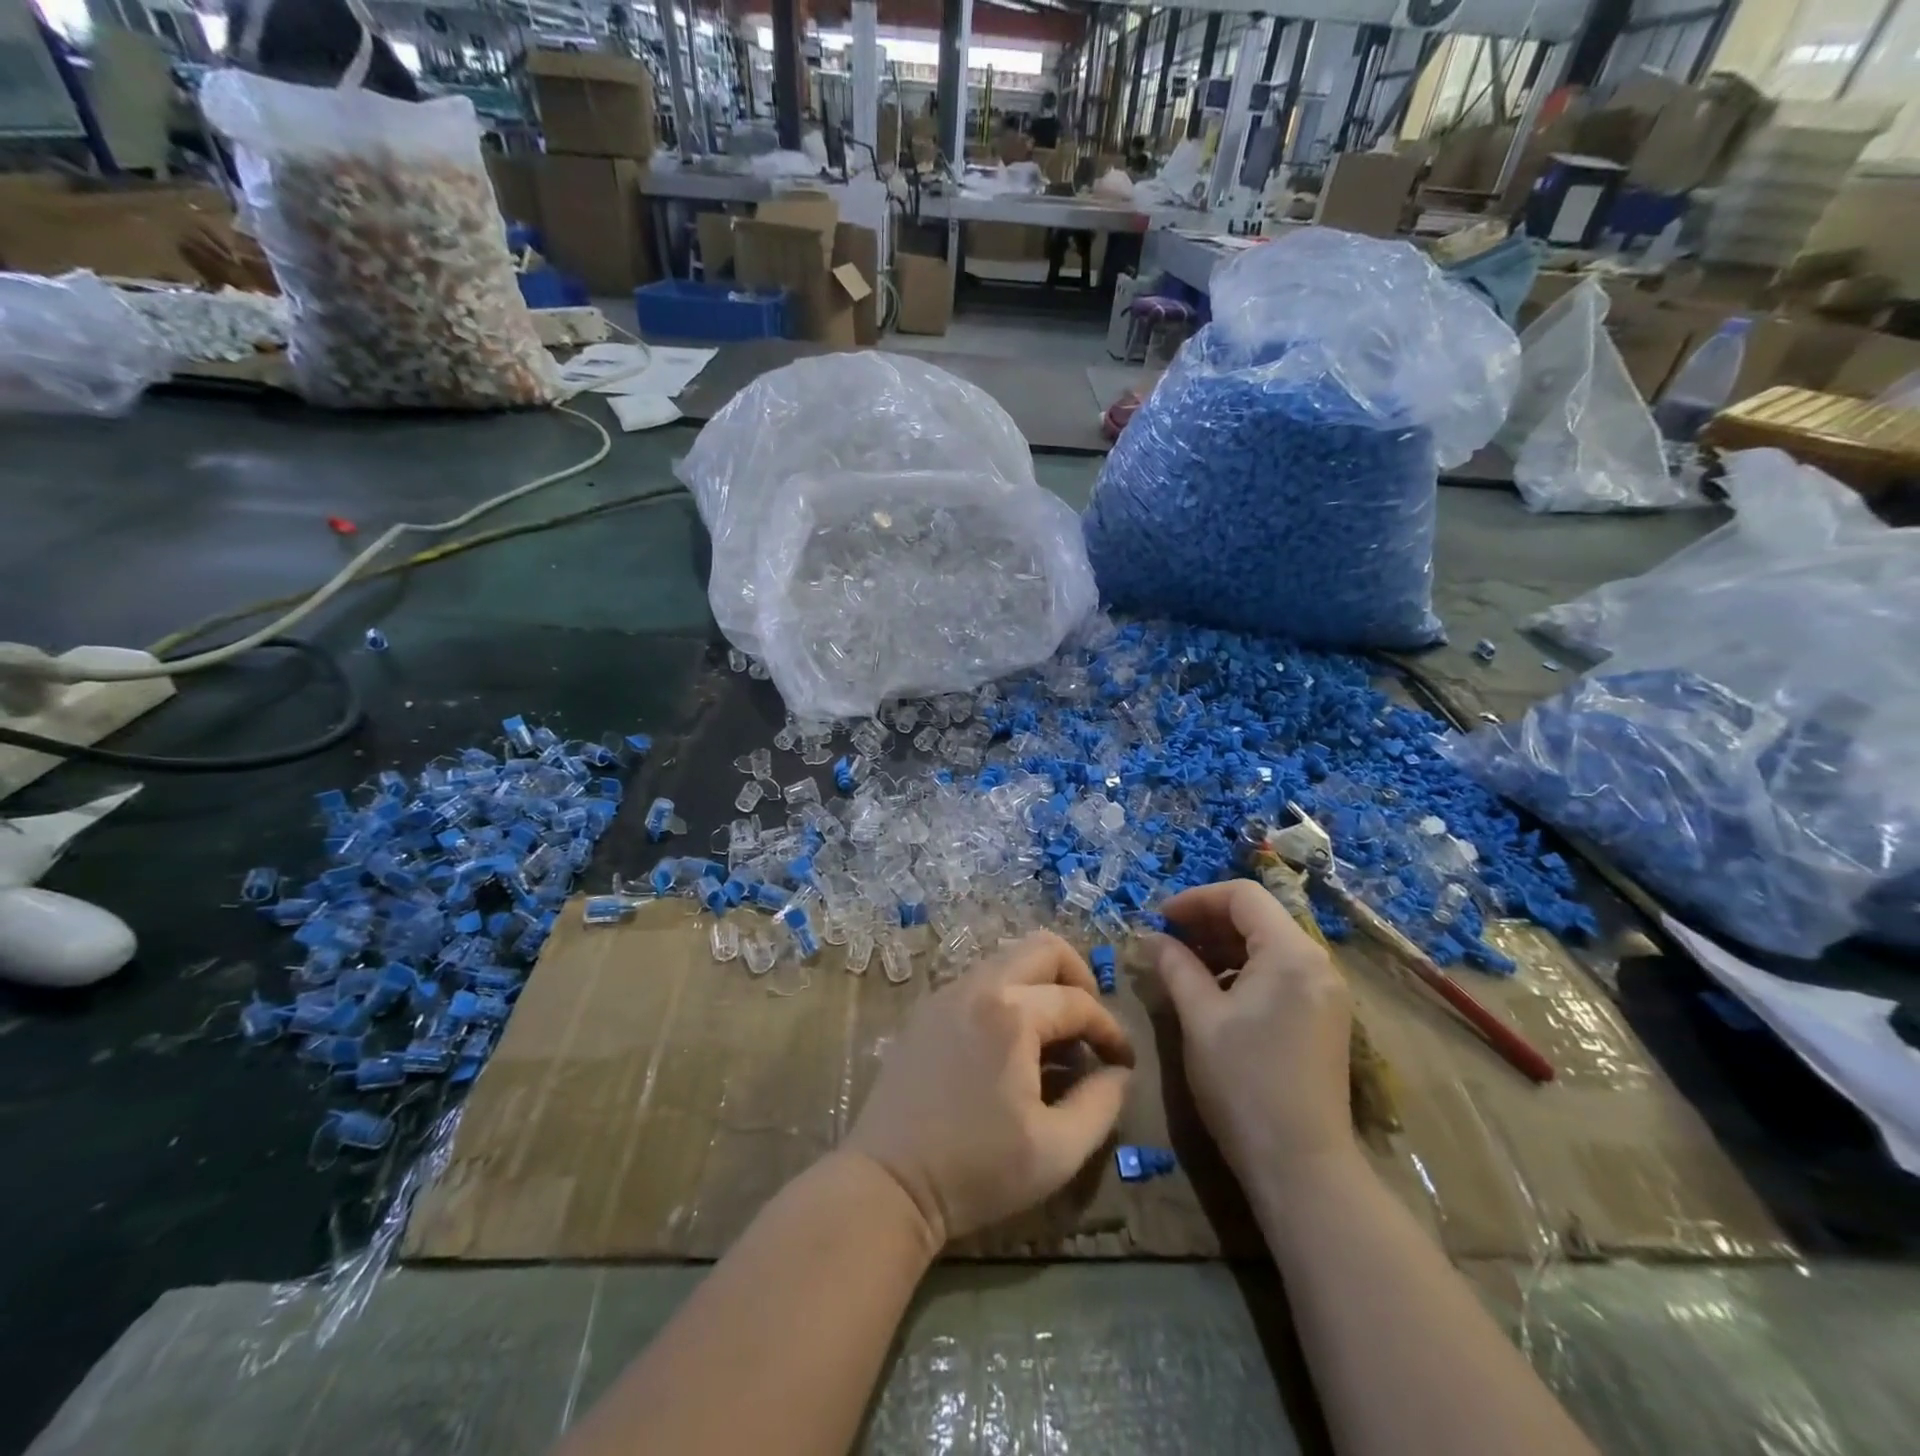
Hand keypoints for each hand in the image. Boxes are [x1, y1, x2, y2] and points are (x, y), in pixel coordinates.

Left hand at [846, 931, 1134, 1245]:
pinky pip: (980, 980)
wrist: (888, 1183)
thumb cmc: (976, 1170)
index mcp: (1012, 1014)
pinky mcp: (926, 1010)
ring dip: (1041, 985)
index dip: (1110, 1030)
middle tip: (1089, 1024)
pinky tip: (1011, 1044)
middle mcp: (979, 986)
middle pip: (1043, 948)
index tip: (1123, 1062)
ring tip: (1053, 1038)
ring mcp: (946, 993)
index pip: (1079, 1001)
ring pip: (1008, 959)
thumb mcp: (1057, 1151)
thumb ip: (1101, 1105)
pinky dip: (1008, 995)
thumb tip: (1119, 1073)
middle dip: (1078, 978)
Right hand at [1150, 880, 1353, 1177]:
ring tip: (1182, 965)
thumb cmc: (1244, 1084)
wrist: (1302, 1166)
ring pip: (1268, 944)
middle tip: (1166, 940)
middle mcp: (1317, 963)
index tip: (1159, 919)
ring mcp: (1325, 991)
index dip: (1196, 899)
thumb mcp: (1200, 1018)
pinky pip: (1279, 972)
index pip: (1242, 896)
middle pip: (1258, 917)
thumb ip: (1175, 966)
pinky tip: (1213, 992)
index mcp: (1291, 954)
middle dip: (1207, 921)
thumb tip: (1150, 937)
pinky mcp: (1323, 1017)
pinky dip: (1243, 969)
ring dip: (1223, 945)